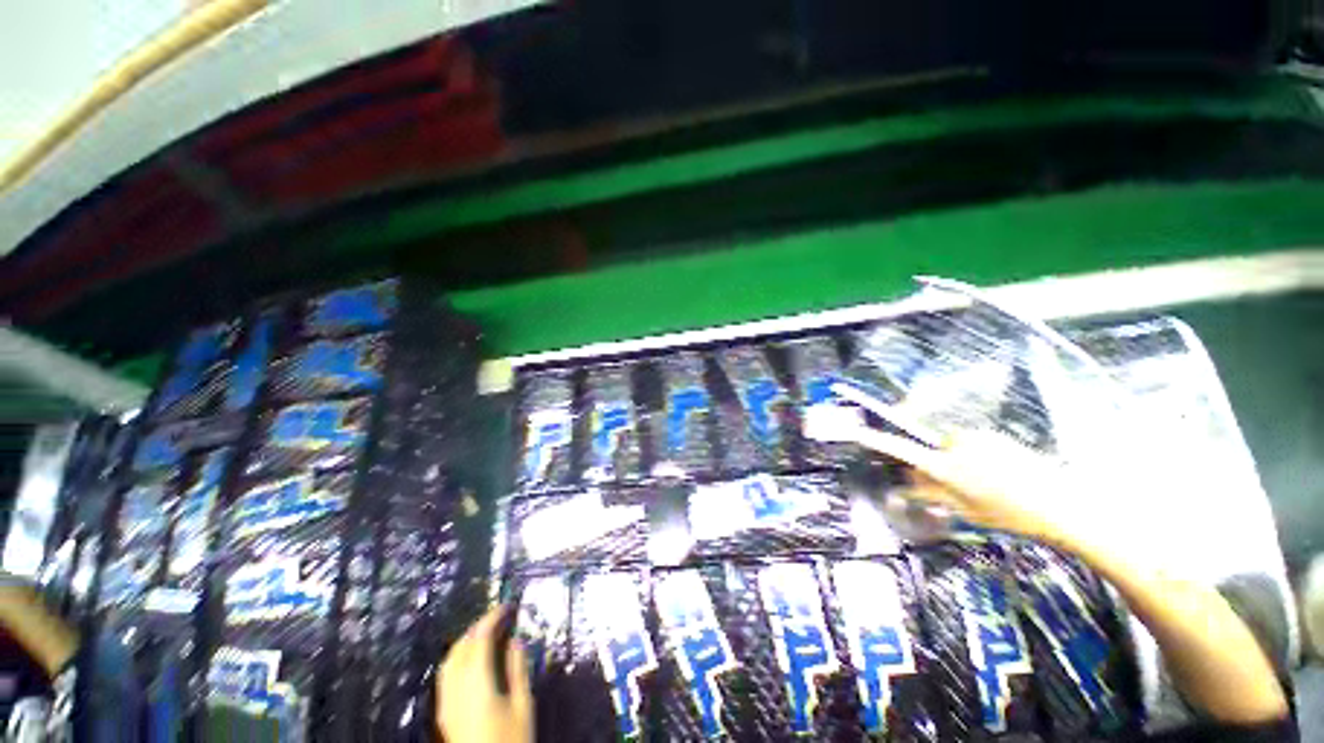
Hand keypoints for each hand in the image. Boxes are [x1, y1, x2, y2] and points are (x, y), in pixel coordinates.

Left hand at [437, 607, 531, 742]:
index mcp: (477, 683)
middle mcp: (456, 688)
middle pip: (461, 646)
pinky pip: (447, 673)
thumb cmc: (510, 740)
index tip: (508, 606)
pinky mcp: (444, 712)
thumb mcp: (523, 705)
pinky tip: (473, 659)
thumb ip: (518, 670)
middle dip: (479, 626)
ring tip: (487, 633)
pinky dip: (459, 656)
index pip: (480, 638)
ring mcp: (446, 701)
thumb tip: (515, 640)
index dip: (493, 617)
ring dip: (467, 640)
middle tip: (499, 617)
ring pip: (450, 659)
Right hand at [854, 426, 1102, 551]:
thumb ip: (932, 494)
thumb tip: (906, 484)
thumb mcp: (966, 511)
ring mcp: (978, 438)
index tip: (859, 432)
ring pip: (955, 445)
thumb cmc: (1010, 514)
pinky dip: (979, 455)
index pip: (903, 450)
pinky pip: (974, 443)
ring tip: (989, 483)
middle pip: (932, 447)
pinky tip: (1002, 474)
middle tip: (958, 484)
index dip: (879, 441)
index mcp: (946, 466)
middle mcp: (957, 445)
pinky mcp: (996, 436)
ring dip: (961, 459)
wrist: (1063, 505)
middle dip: (938, 461)